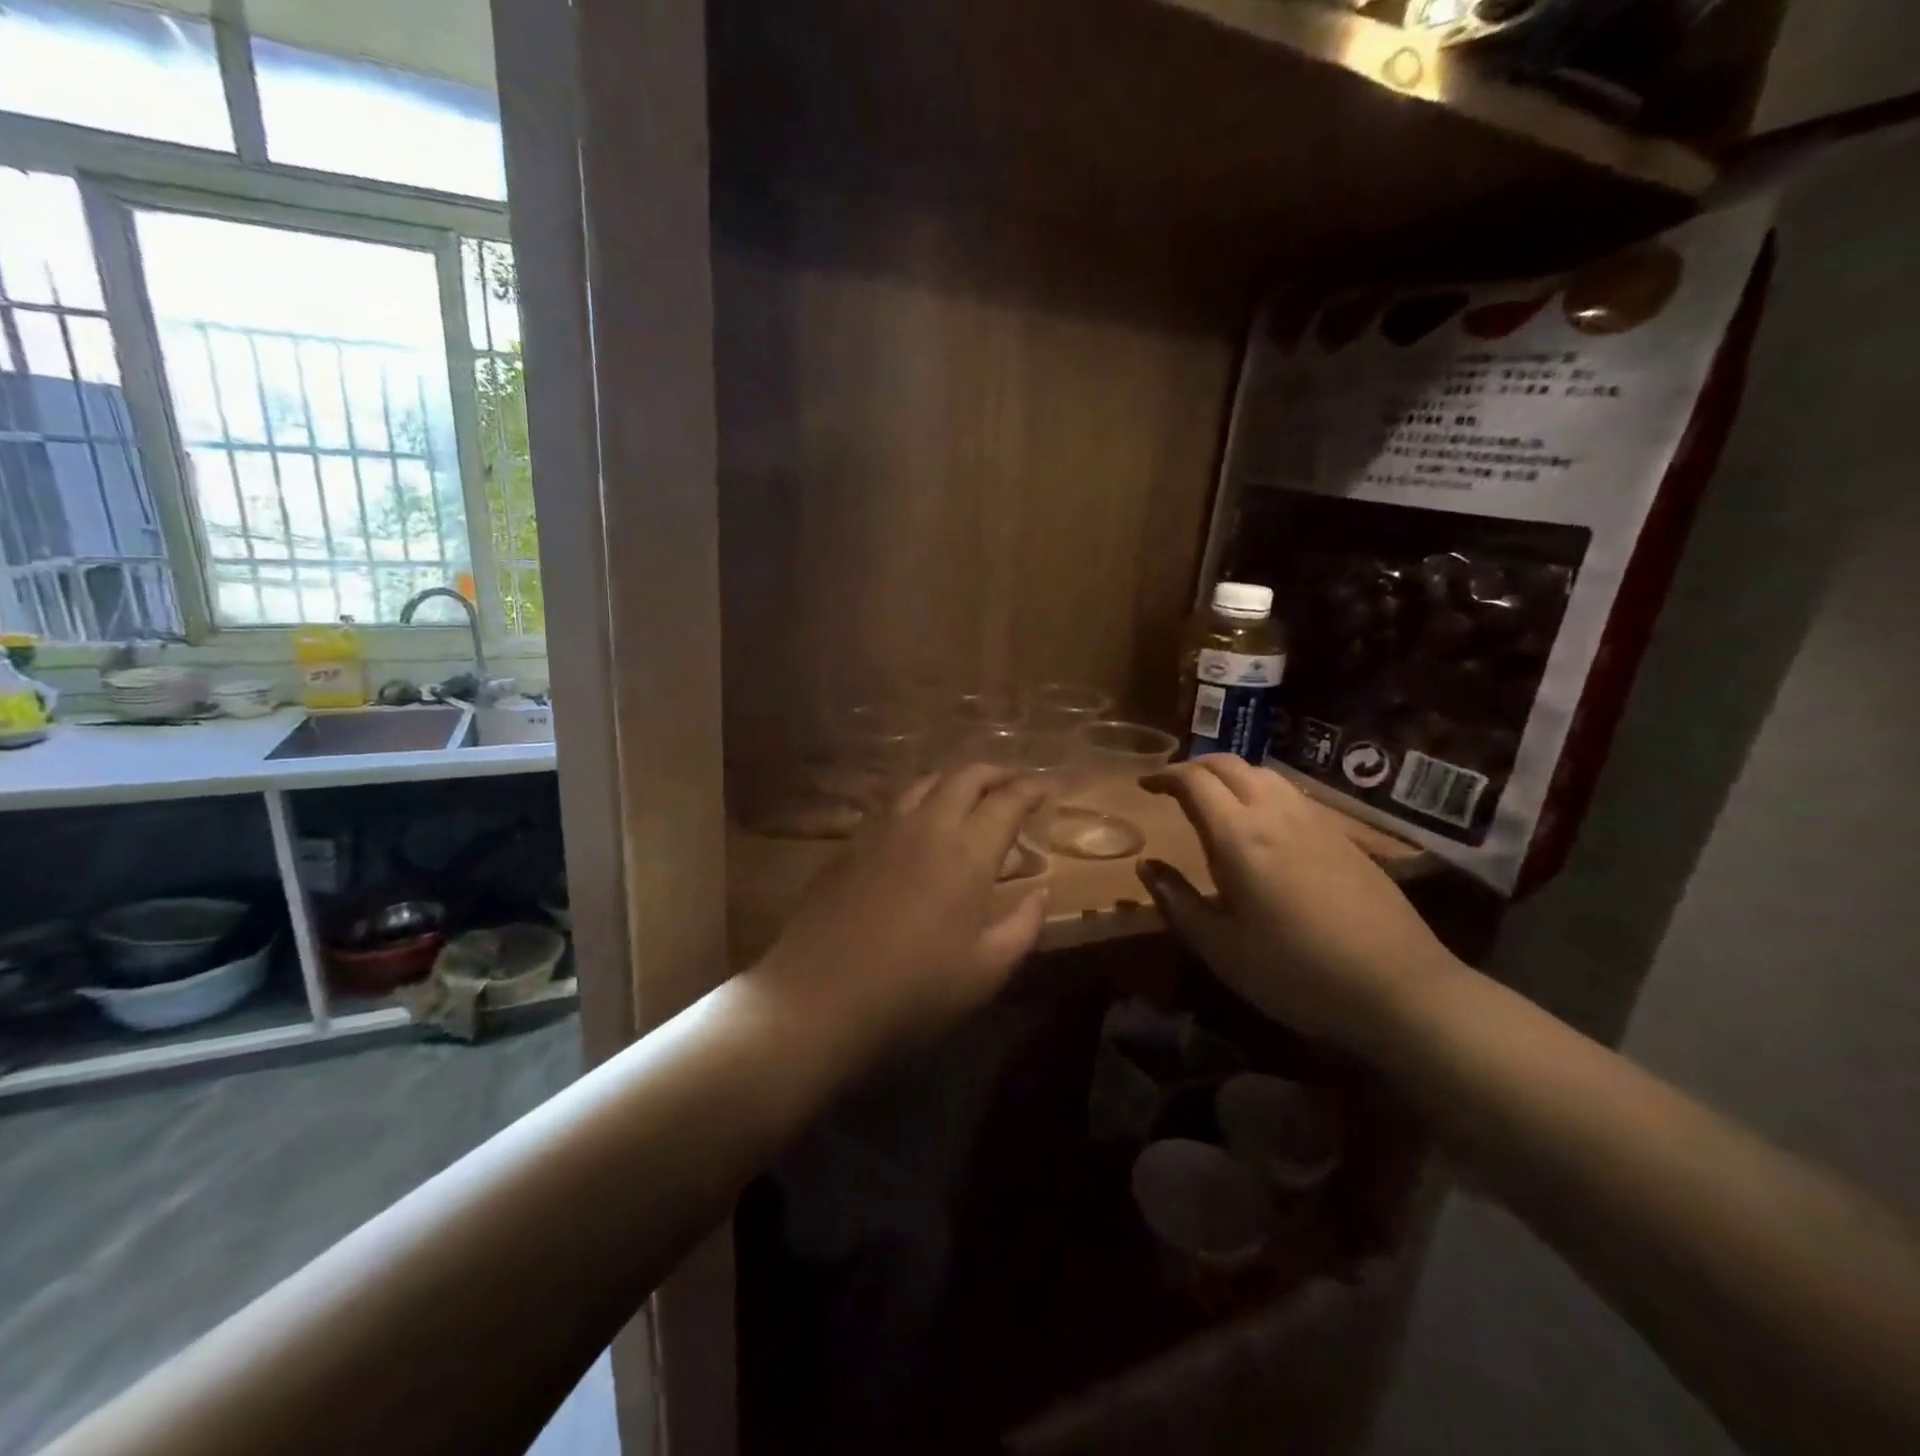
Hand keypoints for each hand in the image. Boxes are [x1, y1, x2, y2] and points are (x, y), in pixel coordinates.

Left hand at [756, 766, 1049, 1049]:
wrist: (818, 996)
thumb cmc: (914, 990)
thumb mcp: (986, 971)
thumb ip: (1023, 926)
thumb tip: (1041, 892)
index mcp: (967, 852)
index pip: (1007, 801)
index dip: (1031, 789)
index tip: (1047, 788)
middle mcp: (927, 826)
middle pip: (965, 776)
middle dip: (995, 773)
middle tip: (1013, 784)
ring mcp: (883, 830)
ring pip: (925, 782)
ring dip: (954, 781)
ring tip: (968, 796)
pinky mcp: (851, 844)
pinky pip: (893, 804)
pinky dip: (920, 800)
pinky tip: (919, 824)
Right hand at [1135, 756, 1456, 1049]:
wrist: (1397, 987)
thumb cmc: (1294, 971)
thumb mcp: (1220, 947)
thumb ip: (1177, 900)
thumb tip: (1147, 866)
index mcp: (1239, 836)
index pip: (1194, 781)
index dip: (1165, 776)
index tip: (1145, 787)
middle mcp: (1275, 814)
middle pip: (1229, 764)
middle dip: (1194, 767)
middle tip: (1173, 787)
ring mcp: (1314, 821)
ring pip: (1263, 773)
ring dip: (1229, 775)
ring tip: (1213, 799)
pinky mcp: (1342, 835)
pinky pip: (1290, 793)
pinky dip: (1260, 790)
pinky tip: (1261, 822)